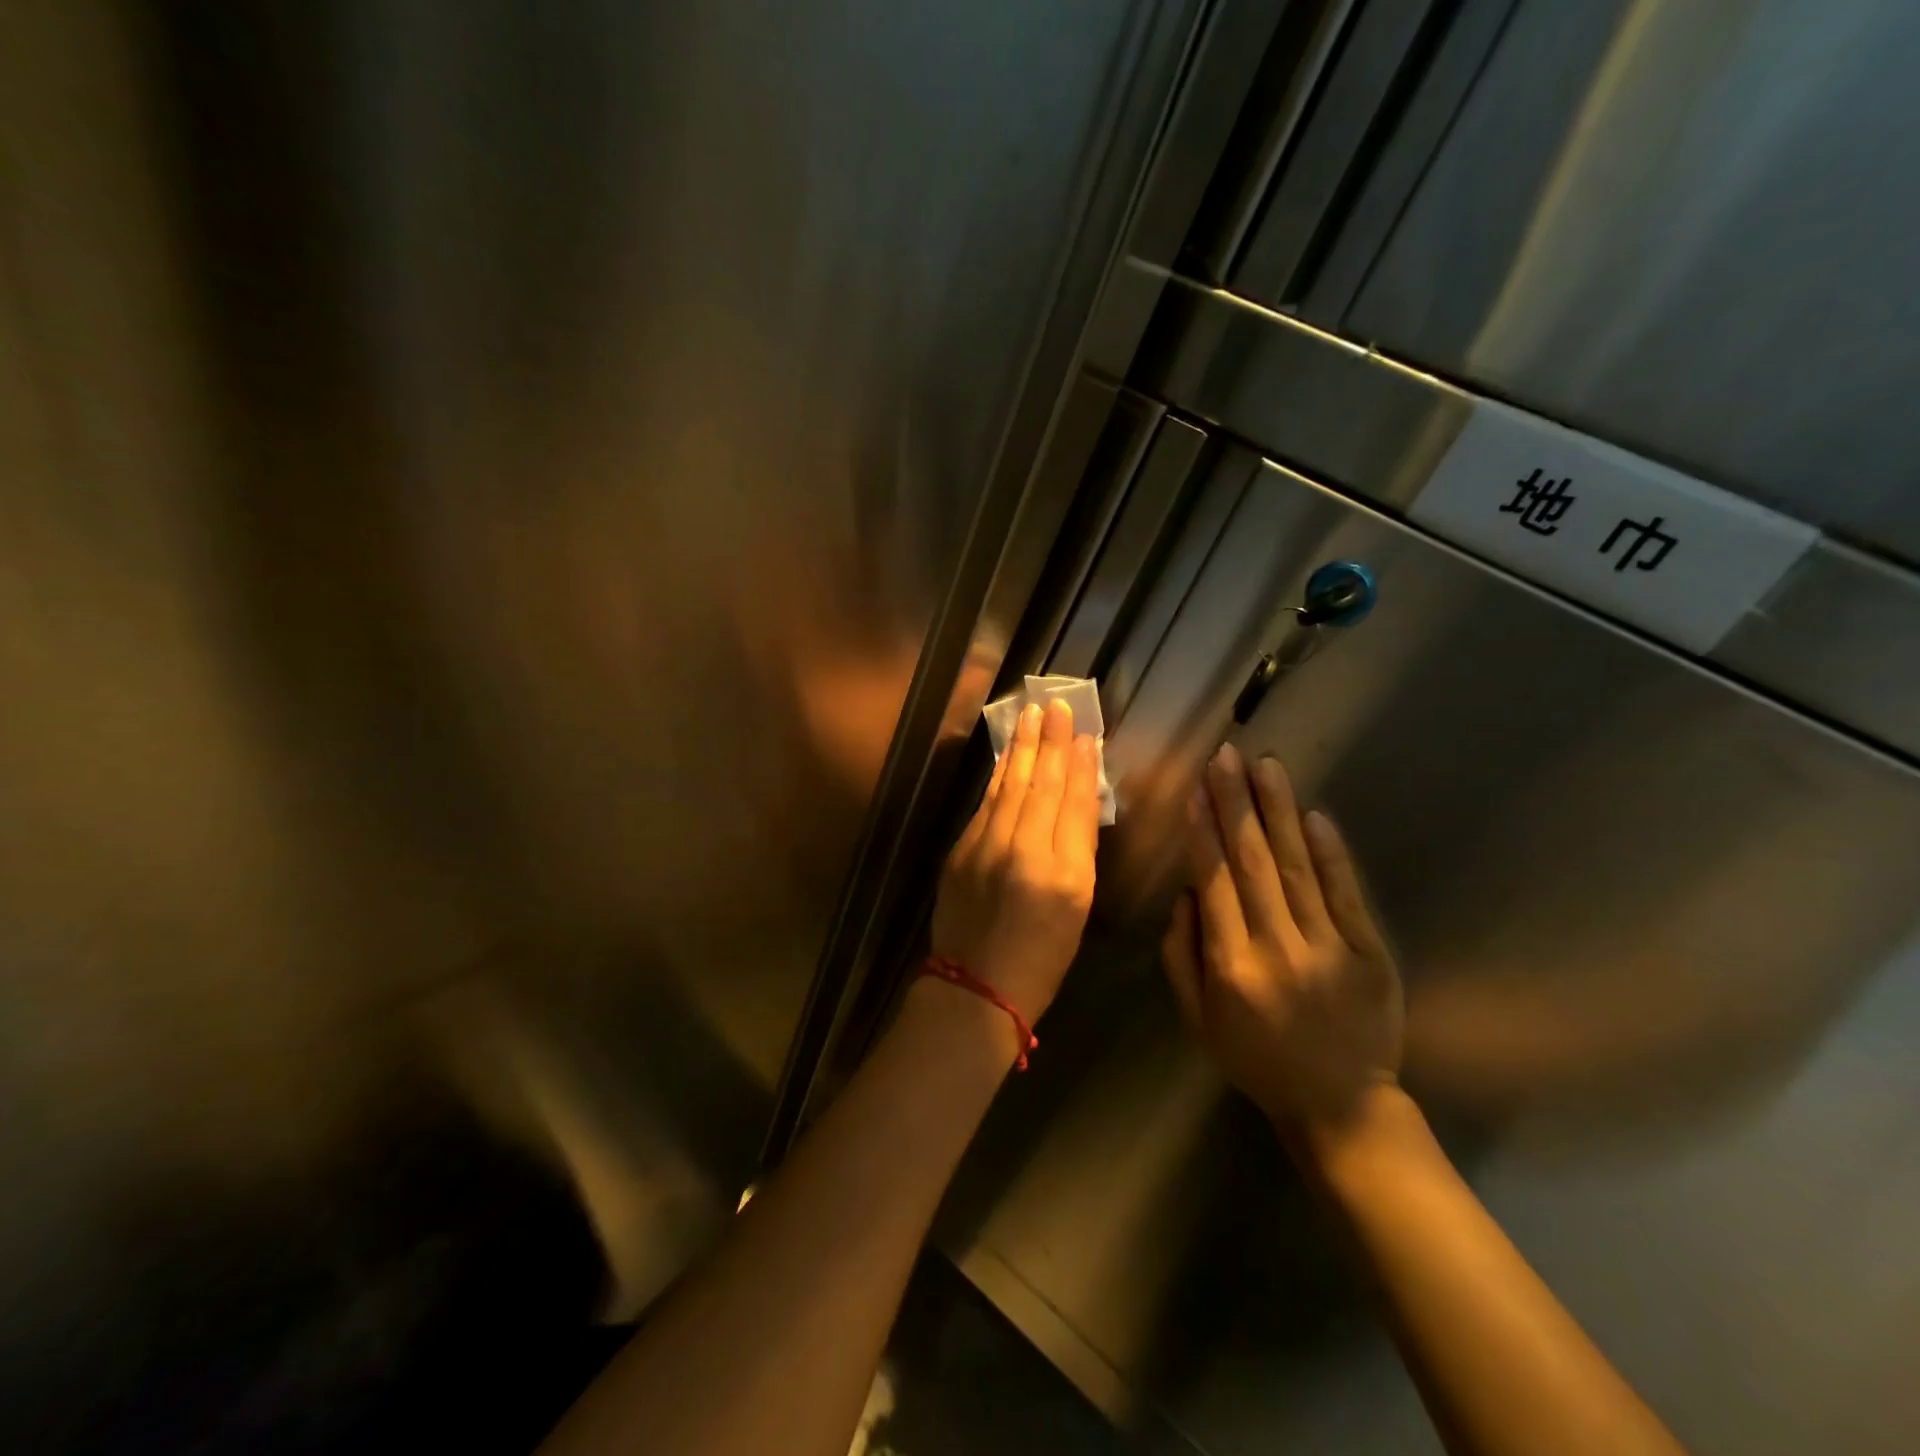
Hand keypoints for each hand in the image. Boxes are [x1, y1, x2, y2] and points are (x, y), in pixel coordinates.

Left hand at [932, 699, 1100, 1023]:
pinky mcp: (960, 850)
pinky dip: (998, 777)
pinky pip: (986, 803)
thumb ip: (1078, 851)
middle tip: (1054, 705)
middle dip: (1048, 742)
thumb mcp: (1077, 909)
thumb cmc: (1042, 956)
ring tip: (1029, 717)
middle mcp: (1021, 851)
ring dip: (1020, 749)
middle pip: (1038, 785)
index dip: (1080, 765)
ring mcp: (985, 847)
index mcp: (1061, 872)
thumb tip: (1079, 800)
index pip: (1073, 803)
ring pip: (1008, 787)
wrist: (976, 985)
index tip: (1086, 732)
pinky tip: (1006, 757)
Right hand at [1162, 744, 1402, 1132]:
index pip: (1214, 883)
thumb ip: (1181, 955)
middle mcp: (1277, 949)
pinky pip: (1345, 895)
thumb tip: (1186, 892)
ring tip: (1266, 767)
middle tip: (1227, 757)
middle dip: (1236, 805)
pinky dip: (1329, 853)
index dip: (1204, 831)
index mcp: (1230, 966)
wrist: (1341, 1105)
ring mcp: (1328, 949)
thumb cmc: (1255, 1059)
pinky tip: (1313, 815)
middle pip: (1252, 864)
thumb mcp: (1197, 1019)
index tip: (1197, 788)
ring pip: (1296, 868)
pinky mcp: (1369, 953)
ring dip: (1279, 813)